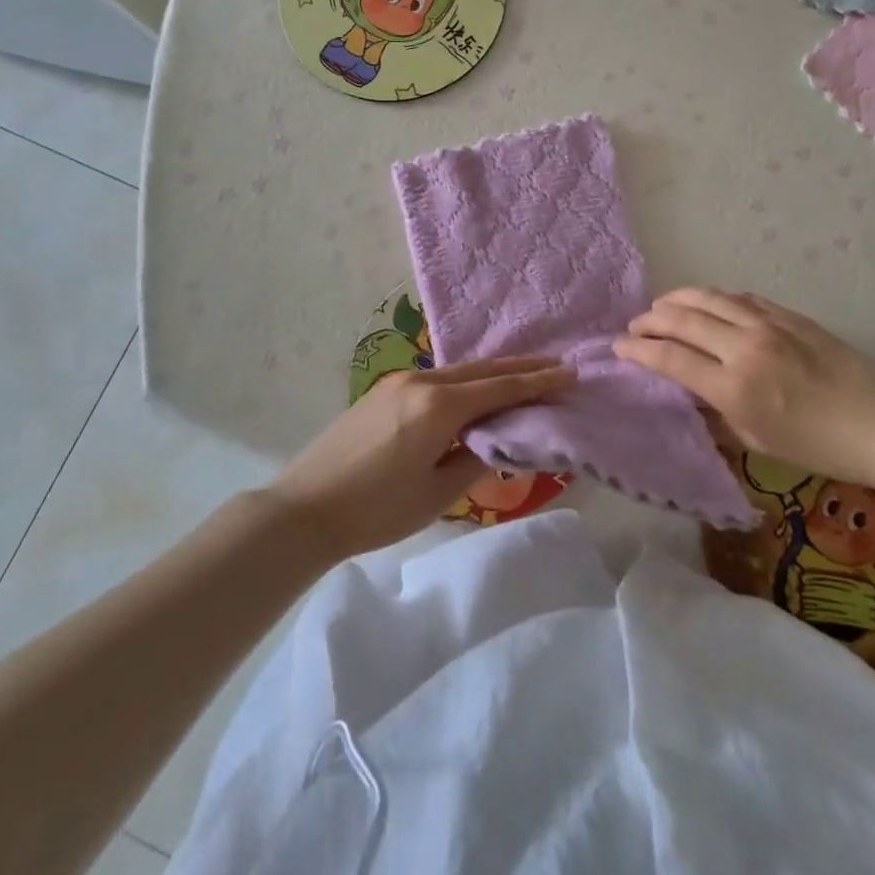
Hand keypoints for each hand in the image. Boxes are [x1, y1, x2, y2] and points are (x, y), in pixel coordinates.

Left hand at [264, 355, 573, 562]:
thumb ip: (475, 460)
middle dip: (522, 368)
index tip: (570, 373)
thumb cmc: (376, 509)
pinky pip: (438, 377)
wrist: (304, 508)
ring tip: (525, 375)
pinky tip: (476, 388)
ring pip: (459, 371)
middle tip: (557, 365)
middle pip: (482, 370)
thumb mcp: (437, 494)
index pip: (500, 388)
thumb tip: (498, 440)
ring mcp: (399, 381)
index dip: (537, 382)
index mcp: (438, 406)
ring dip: (493, 372)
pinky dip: (467, 380)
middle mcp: (422, 381)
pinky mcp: (384, 390)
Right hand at [615, 289, 874, 488]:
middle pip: (681, 319)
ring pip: (707, 297)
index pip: (670, 358)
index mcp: (734, 387)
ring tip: (661, 306)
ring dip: (676, 299)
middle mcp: (744, 347)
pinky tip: (705, 303)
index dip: (637, 350)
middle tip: (635, 326)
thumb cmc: (820, 447)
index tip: (618, 347)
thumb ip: (716, 411)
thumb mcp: (758, 441)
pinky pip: (738, 297)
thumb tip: (688, 389)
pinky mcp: (787, 313)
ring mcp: (767, 324)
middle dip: (649, 320)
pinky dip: (713, 297)